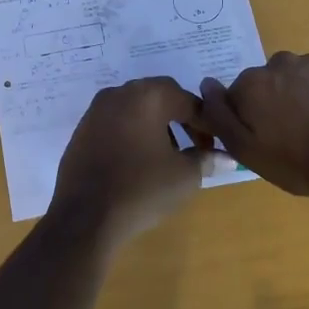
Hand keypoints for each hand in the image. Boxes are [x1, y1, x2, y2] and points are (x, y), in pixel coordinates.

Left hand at [48, 77, 234, 244]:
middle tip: (196, 145)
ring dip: (157, 124)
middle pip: (160, 97)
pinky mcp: (82, 128)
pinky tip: (139, 160)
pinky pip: (116, 121)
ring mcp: (96, 109)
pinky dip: (133, 132)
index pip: (188, 101)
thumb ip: (206, 159)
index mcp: (147, 96)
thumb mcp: (184, 176)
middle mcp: (119, 93)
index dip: (207, 124)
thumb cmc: (141, 189)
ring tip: (169, 154)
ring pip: (136, 107)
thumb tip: (226, 157)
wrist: (84, 216)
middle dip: (182, 117)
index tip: (216, 147)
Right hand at [197, 52, 308, 199]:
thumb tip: (205, 84)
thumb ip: (219, 116)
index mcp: (251, 84)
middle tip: (292, 135)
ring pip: (297, 78)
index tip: (264, 139)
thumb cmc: (299, 162)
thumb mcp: (247, 151)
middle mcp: (279, 63)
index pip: (237, 96)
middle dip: (274, 102)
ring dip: (301, 96)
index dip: (248, 118)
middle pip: (267, 82)